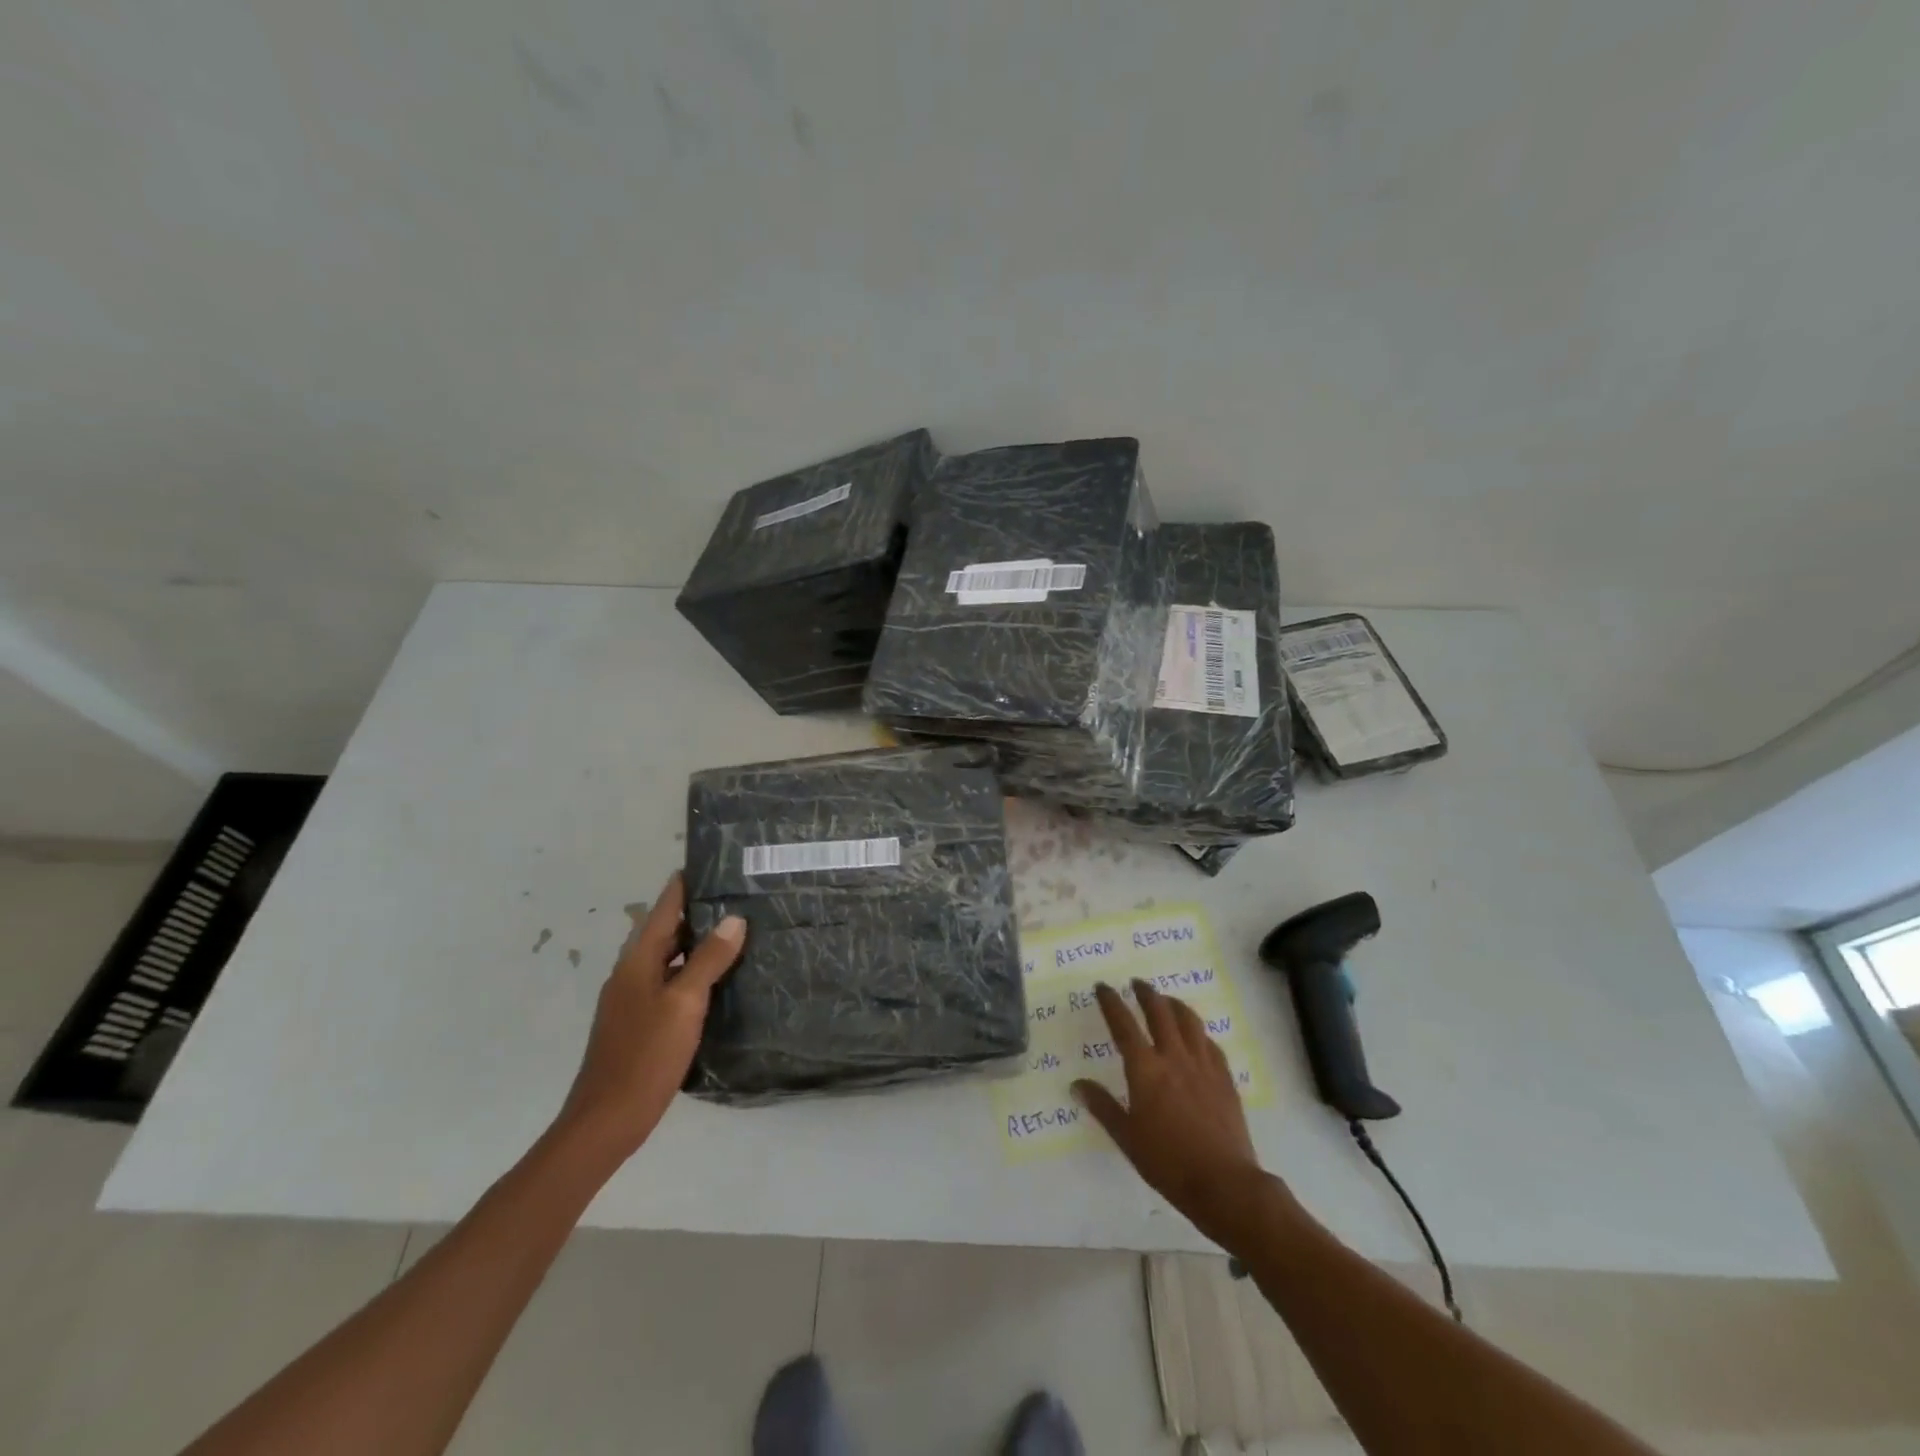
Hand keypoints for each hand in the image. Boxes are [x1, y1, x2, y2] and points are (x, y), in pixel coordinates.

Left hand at [556, 872, 744, 1159]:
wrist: (606, 1121)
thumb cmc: (645, 1056)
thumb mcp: (684, 1003)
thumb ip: (708, 959)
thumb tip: (734, 919)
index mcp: (637, 962)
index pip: (663, 909)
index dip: (684, 885)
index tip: (711, 864)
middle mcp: (631, 974)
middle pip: (665, 931)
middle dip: (697, 912)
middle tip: (737, 896)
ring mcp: (632, 1000)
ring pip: (668, 958)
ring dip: (696, 942)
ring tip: (735, 931)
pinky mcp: (639, 1022)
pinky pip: (669, 981)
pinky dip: (691, 970)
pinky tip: (717, 980)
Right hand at [1074, 980, 1268, 1243]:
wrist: (1224, 1183)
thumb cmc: (1168, 1162)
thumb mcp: (1127, 1137)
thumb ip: (1103, 1107)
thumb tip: (1077, 1084)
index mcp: (1145, 1069)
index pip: (1124, 1025)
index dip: (1111, 1003)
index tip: (1103, 987)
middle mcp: (1174, 1057)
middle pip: (1159, 1012)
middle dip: (1146, 993)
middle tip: (1137, 983)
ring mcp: (1203, 1065)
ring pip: (1189, 1021)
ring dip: (1174, 1004)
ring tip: (1166, 1000)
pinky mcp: (1225, 1078)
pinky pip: (1210, 1044)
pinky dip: (1199, 1032)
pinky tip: (1197, 1036)